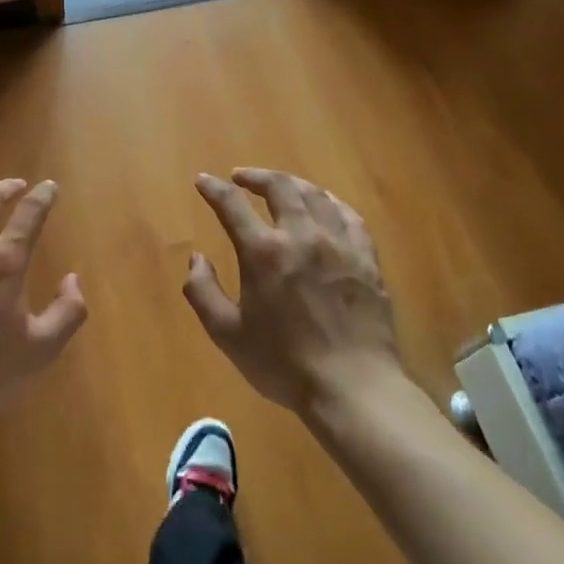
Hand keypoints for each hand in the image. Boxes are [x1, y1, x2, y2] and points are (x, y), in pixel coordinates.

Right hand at [184, 169, 414, 415]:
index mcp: (263, 252)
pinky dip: (330, 202)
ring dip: (292, 184)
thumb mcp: (227, 334)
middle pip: (279, 187)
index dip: (213, 188)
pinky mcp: (367, 258)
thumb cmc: (283, 363)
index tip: (203, 180)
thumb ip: (202, 291)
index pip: (231, 205)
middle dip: (256, 176)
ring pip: (315, 195)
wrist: (353, 387)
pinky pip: (349, 215)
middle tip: (241, 178)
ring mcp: (339, 243)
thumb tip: (197, 258)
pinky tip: (324, 205)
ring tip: (280, 186)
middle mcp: (302, 235)